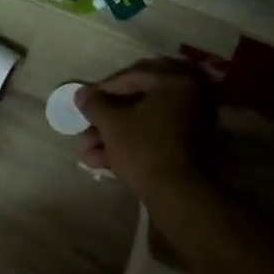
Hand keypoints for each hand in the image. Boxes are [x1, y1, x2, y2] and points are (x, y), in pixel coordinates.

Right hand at [75, 61, 214, 199]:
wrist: (179, 195)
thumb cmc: (144, 149)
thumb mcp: (112, 124)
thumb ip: (95, 104)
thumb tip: (81, 93)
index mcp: (176, 82)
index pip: (132, 77)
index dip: (102, 90)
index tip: (83, 103)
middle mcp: (189, 98)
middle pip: (136, 103)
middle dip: (104, 121)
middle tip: (83, 132)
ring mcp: (191, 125)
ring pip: (142, 124)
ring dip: (112, 137)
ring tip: (87, 153)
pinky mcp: (188, 149)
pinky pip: (153, 139)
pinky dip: (129, 147)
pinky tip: (102, 162)